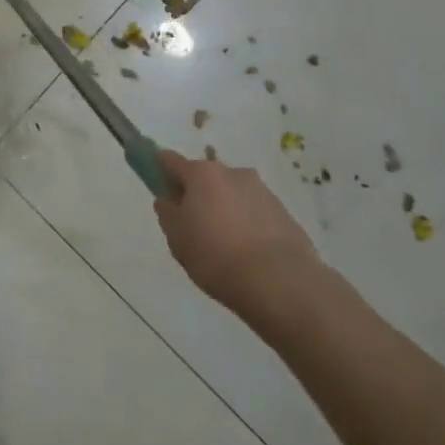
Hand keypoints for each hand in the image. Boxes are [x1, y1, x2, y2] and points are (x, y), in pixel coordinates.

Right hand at [154, 149, 318, 313]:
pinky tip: (249, 255)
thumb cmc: (217, 256)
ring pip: (233, 195)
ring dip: (225, 210)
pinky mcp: (285, 214)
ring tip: (226, 248)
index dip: (160, 170)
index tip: (159, 187)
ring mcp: (262, 191)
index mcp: (202, 174)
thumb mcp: (177, 239)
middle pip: (205, 178)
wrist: (281, 284)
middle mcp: (233, 173)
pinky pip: (256, 213)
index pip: (170, 160)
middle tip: (194, 228)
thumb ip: (167, 213)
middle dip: (198, 195)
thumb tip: (168, 200)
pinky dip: (248, 226)